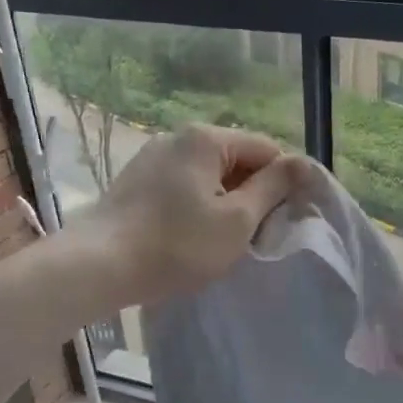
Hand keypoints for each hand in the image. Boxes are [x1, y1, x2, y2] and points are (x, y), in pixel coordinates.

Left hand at [81, 125, 308, 306]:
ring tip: (225, 238)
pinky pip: (182, 185)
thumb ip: (273, 187)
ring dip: (225, 201)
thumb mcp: (237, 220)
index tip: (288, 218)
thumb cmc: (177, 245)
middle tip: (258, 233)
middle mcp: (177, 137)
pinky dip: (197, 204)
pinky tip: (192, 235)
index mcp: (206, 139)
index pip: (266, 149)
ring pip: (208, 174)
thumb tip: (303, 163)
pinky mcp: (136, 180)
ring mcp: (152, 157)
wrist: (99, 266)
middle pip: (235, 159)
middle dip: (253, 192)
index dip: (285, 182)